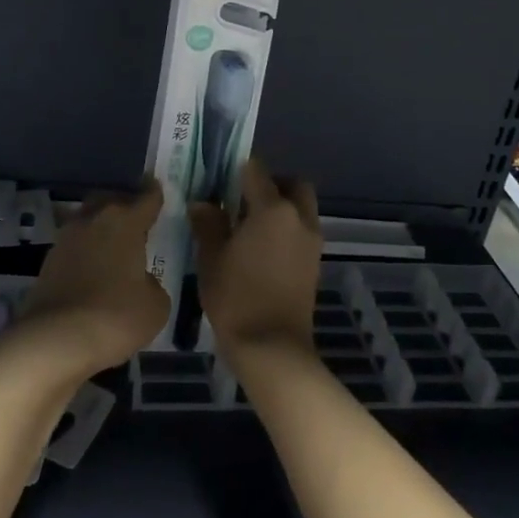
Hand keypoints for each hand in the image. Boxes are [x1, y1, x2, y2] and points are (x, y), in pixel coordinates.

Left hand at [12, 181, 169, 378]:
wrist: (55, 340)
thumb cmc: (115, 317)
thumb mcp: (155, 306)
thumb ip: (152, 284)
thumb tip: (140, 280)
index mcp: (125, 222)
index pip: (146, 198)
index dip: (155, 193)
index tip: (158, 187)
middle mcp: (94, 220)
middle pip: (110, 200)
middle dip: (124, 205)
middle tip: (136, 220)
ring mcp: (66, 239)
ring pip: (88, 220)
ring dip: (101, 228)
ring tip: (115, 248)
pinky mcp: (48, 261)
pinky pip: (74, 246)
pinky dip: (85, 252)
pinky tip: (94, 270)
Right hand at [192, 158, 321, 359]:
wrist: (272, 348)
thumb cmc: (237, 297)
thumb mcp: (212, 258)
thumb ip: (208, 224)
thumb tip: (203, 203)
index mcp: (273, 209)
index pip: (256, 170)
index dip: (236, 169)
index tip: (219, 179)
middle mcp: (299, 218)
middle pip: (292, 184)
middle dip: (271, 184)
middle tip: (242, 199)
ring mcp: (311, 241)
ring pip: (300, 208)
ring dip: (280, 207)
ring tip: (248, 227)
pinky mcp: (314, 262)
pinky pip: (301, 230)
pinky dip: (286, 229)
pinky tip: (260, 249)